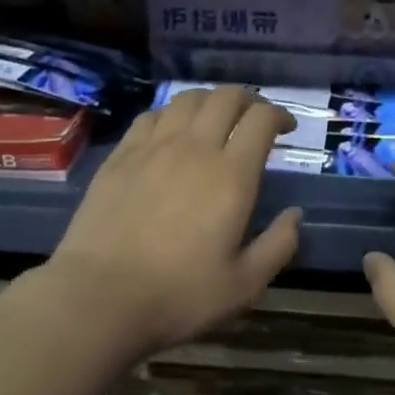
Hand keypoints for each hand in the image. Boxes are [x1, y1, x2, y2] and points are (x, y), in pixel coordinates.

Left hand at [45, 86, 301, 358]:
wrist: (100, 297)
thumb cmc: (179, 295)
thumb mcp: (244, 285)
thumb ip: (279, 245)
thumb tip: (295, 215)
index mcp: (231, 175)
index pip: (261, 120)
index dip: (279, 115)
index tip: (286, 129)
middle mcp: (194, 148)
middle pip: (225, 97)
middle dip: (247, 100)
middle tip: (253, 119)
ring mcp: (152, 147)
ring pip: (186, 100)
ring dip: (209, 102)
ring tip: (214, 120)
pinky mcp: (120, 156)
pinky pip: (150, 116)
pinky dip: (169, 114)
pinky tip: (169, 132)